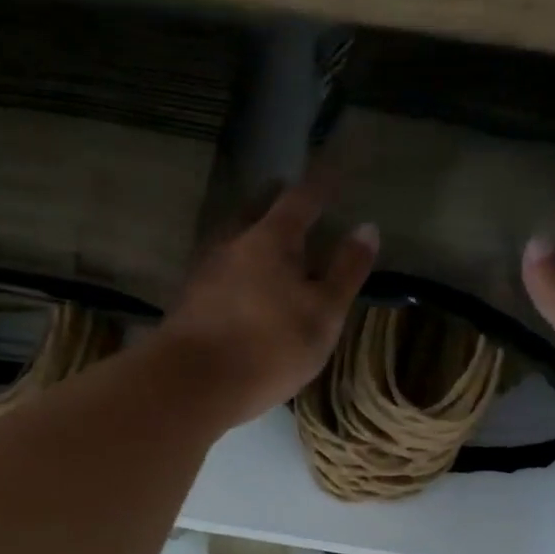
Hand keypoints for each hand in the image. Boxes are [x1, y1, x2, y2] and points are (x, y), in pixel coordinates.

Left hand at [157, 174, 378, 429]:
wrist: (191, 385)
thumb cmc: (269, 346)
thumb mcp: (323, 313)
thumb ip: (345, 270)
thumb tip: (367, 228)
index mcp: (271, 239)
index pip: (301, 199)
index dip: (321, 184)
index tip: (333, 168)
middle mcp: (232, 244)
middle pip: (255, 211)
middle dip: (274, 202)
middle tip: (289, 196)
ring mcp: (204, 272)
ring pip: (231, 239)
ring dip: (249, 233)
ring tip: (264, 238)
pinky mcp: (187, 302)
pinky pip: (217, 270)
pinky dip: (234, 267)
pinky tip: (238, 283)